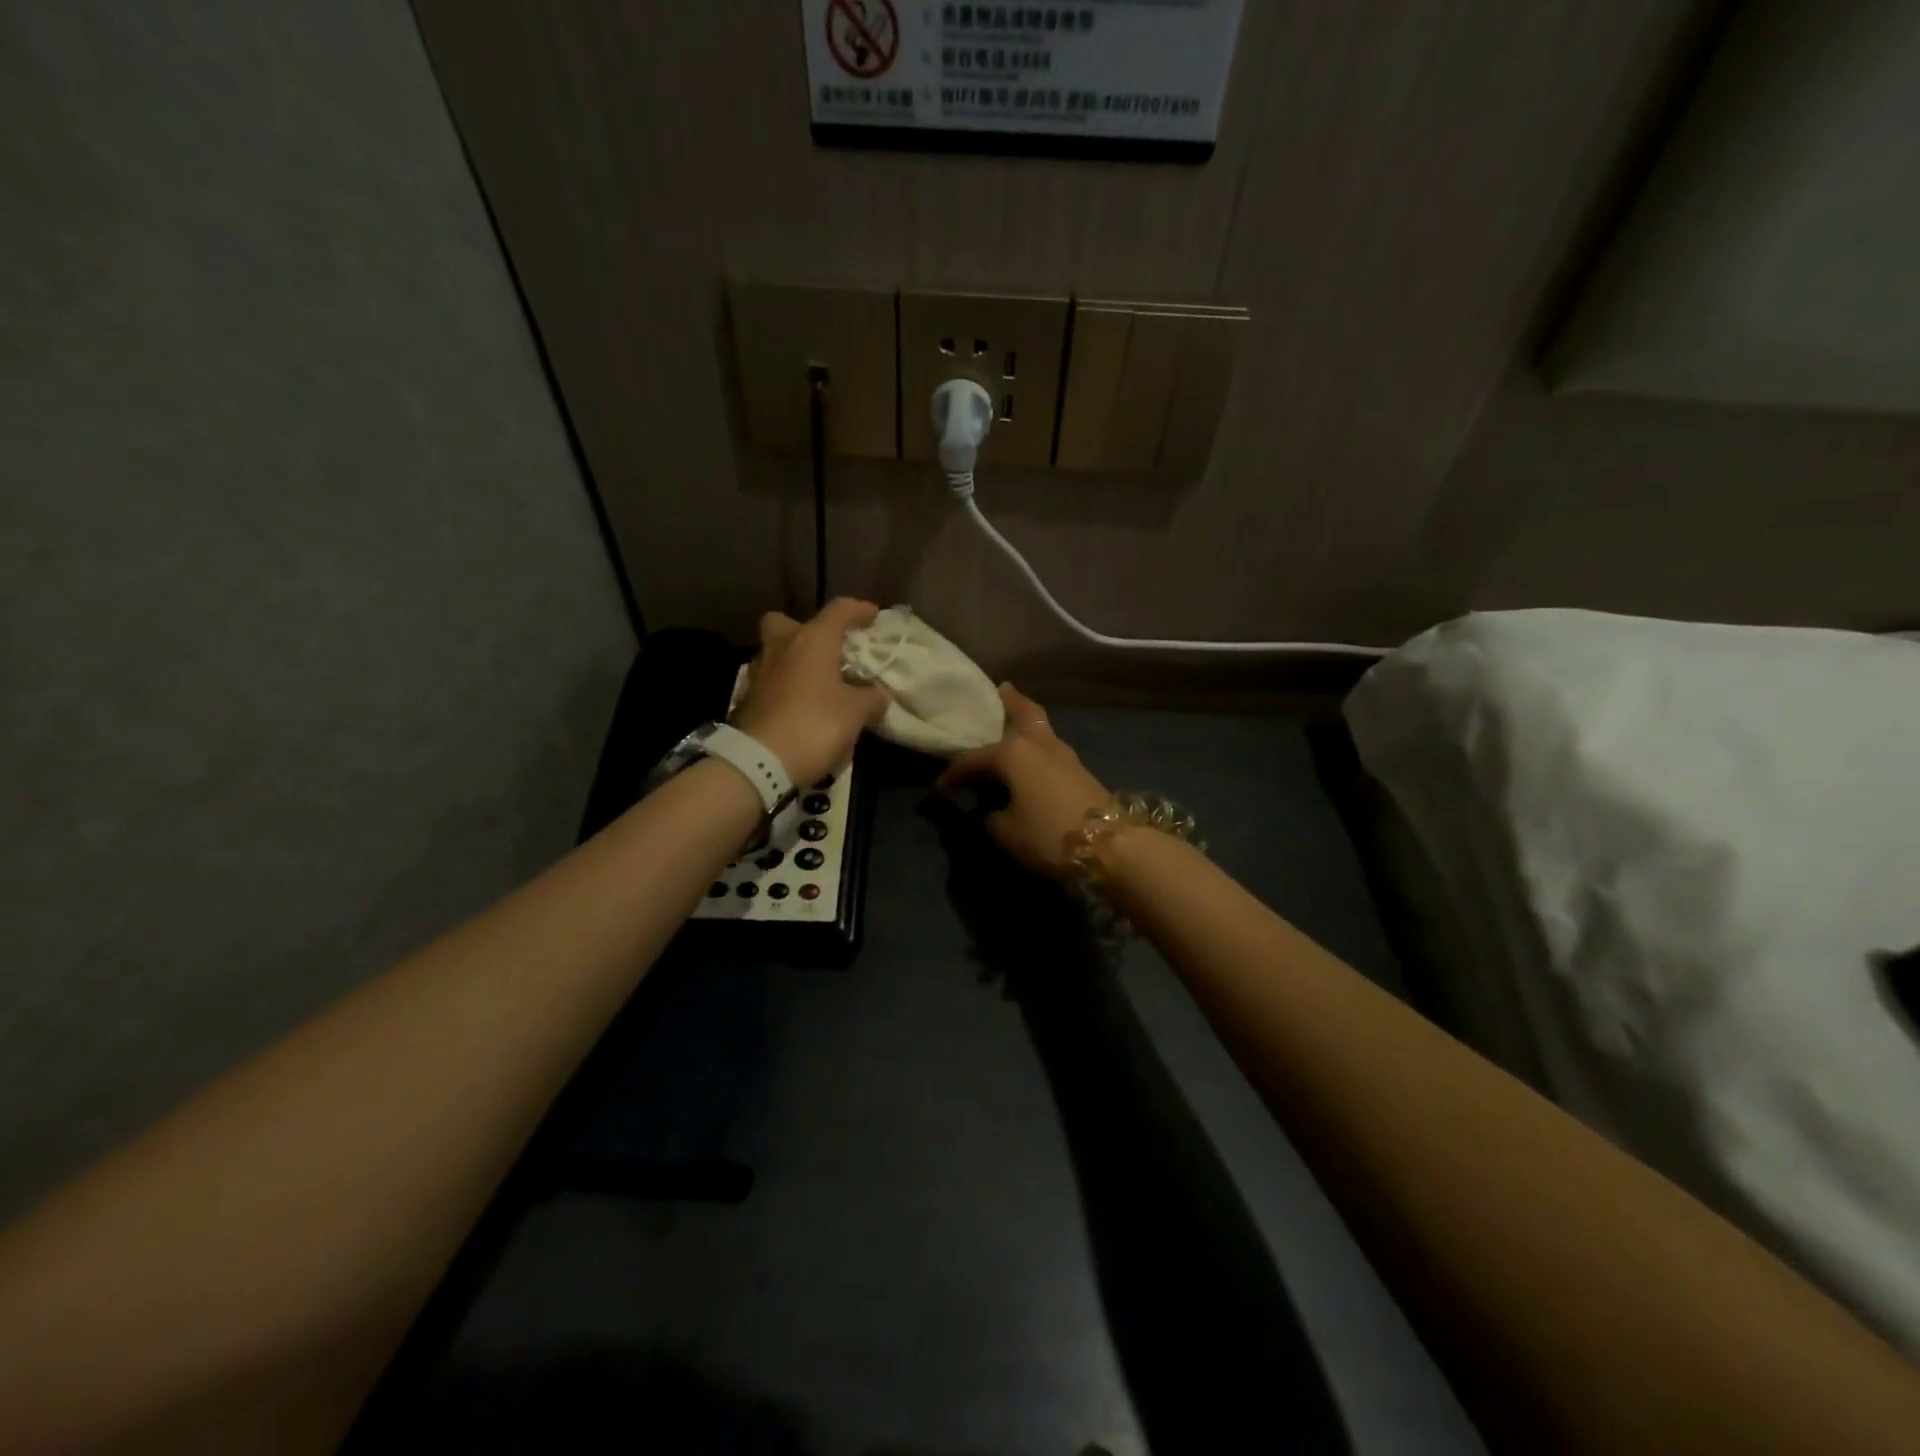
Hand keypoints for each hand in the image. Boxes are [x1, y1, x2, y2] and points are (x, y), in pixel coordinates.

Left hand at [734, 598, 890, 788]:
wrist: (760, 761)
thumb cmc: (815, 725)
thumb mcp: (857, 713)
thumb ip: (871, 698)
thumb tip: (877, 694)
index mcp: (812, 640)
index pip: (839, 610)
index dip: (858, 610)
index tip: (873, 616)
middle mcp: (781, 646)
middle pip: (787, 622)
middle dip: (806, 630)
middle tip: (826, 649)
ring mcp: (759, 672)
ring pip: (775, 652)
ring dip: (794, 662)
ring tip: (817, 685)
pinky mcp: (747, 699)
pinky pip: (770, 682)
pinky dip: (784, 688)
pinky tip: (800, 707)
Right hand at [937, 684, 1111, 880]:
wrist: (1111, 846)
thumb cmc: (1048, 834)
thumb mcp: (1006, 832)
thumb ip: (991, 816)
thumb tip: (993, 810)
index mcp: (1013, 752)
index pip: (973, 758)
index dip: (953, 774)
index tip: (941, 789)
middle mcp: (1038, 743)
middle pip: (1023, 712)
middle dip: (1010, 701)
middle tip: (1000, 690)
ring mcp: (1064, 754)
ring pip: (1040, 728)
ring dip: (1025, 722)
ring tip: (1012, 723)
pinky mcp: (1079, 771)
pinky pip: (1049, 748)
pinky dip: (1036, 745)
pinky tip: (1029, 757)